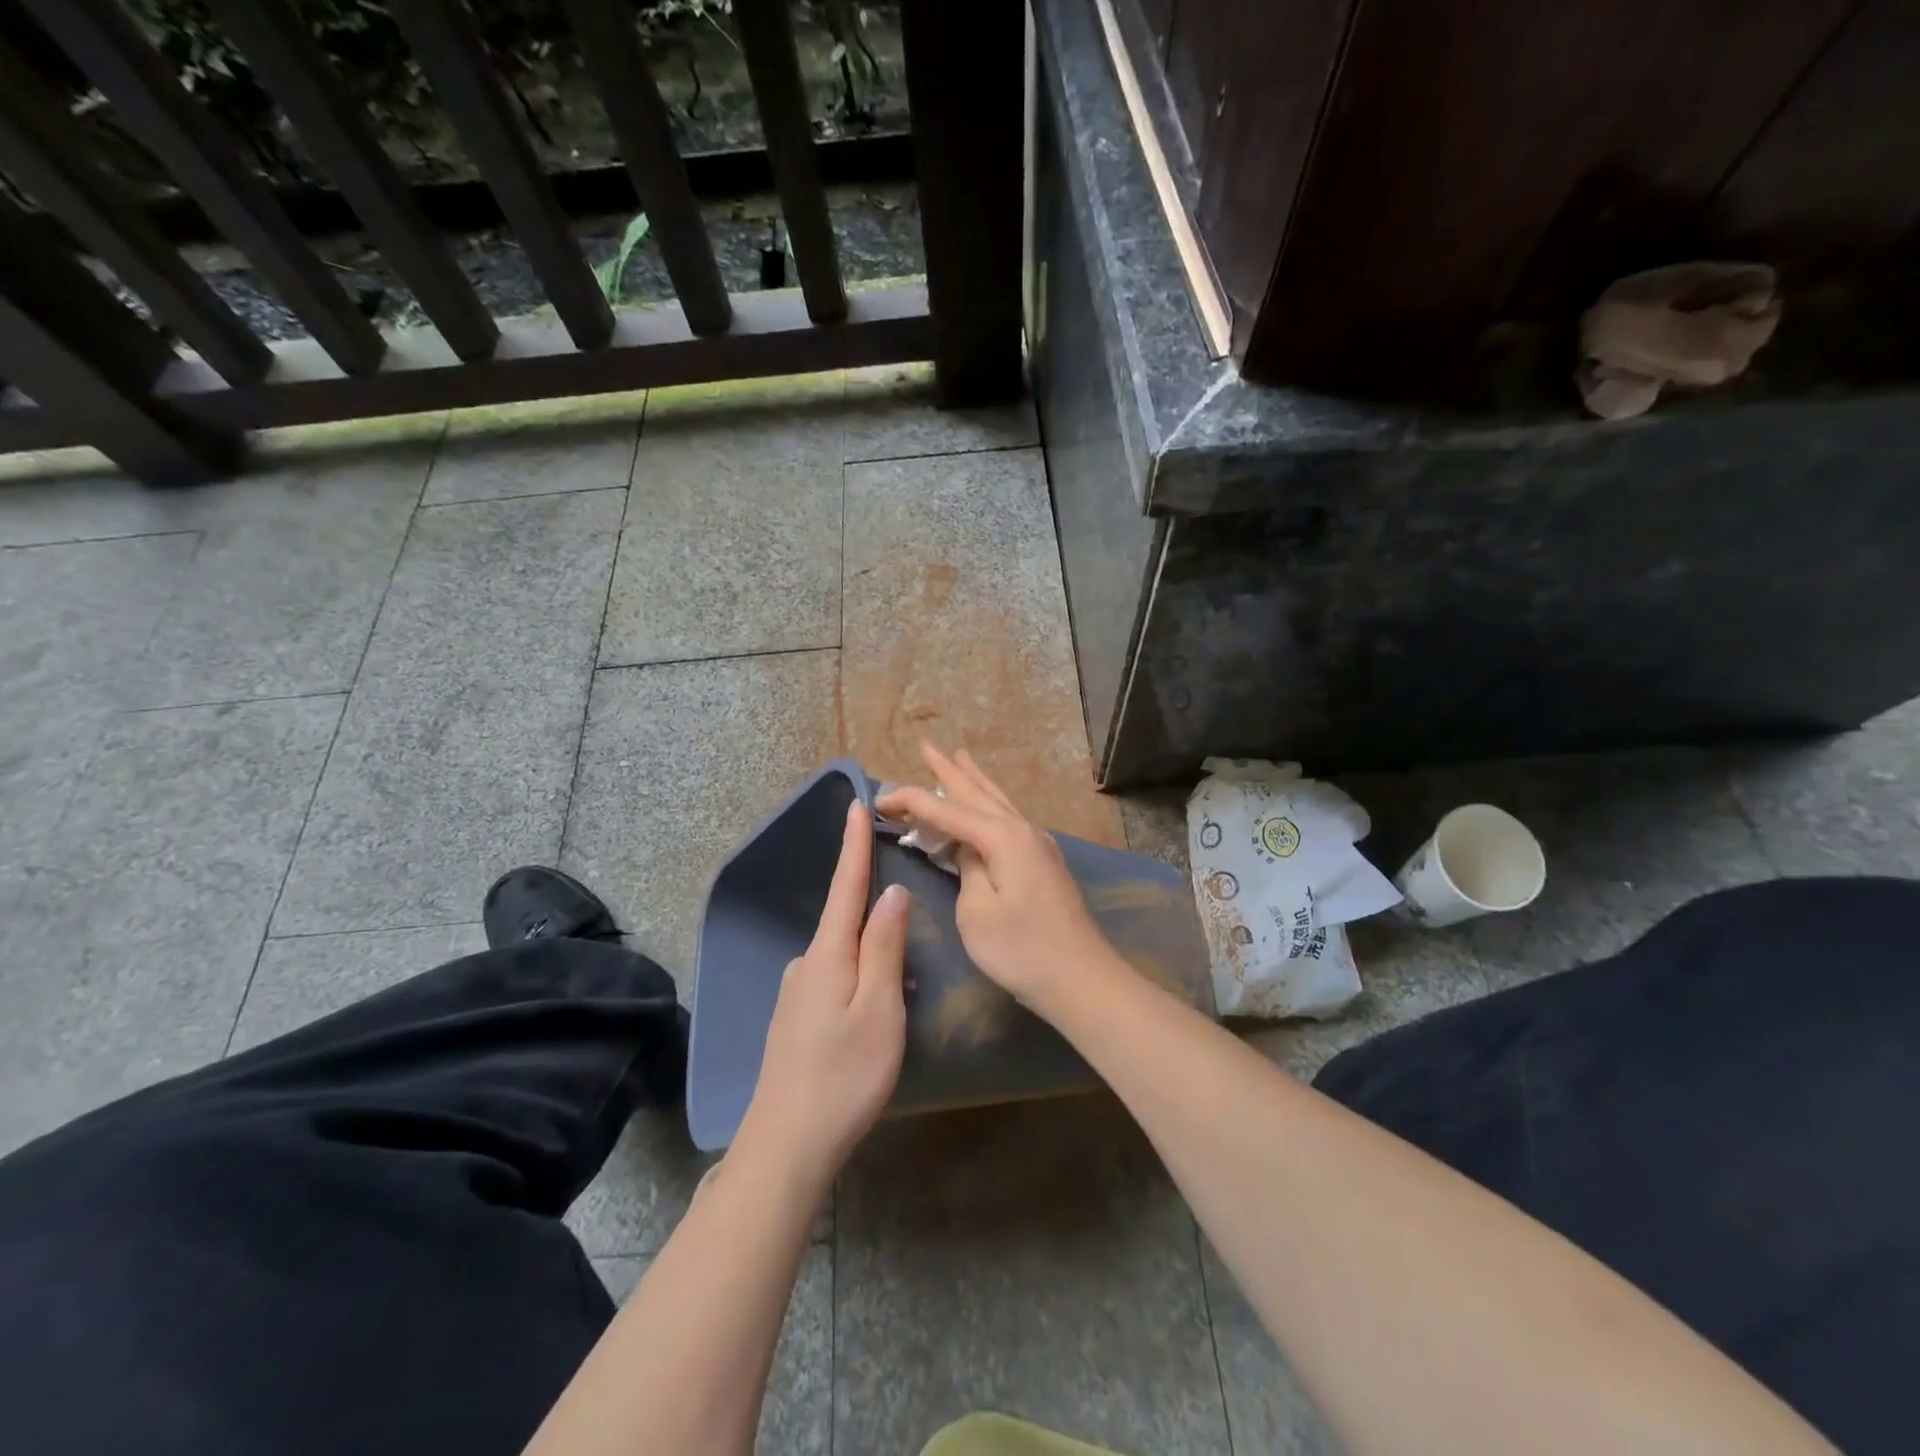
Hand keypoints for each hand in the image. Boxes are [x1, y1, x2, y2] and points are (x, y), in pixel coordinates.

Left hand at [737, 800, 909, 1181]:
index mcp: (828, 954)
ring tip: (901, 983)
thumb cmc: (844, 1074)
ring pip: (843, 957)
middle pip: (845, 921)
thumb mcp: (879, 1008)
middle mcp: (806, 964)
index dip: (853, 845)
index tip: (855, 804)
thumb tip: (890, 893)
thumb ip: (884, 947)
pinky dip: (858, 979)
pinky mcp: (795, 1020)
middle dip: (873, 908)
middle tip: (909, 917)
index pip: (846, 886)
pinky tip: (872, 1009)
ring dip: (870, 954)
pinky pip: (834, 981)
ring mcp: (796, 994)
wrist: (787, 1144)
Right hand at [876, 745, 1115, 1010]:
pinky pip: (1009, 818)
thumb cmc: (1021, 949)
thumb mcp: (976, 912)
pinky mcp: (1044, 862)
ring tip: (959, 758)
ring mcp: (1038, 844)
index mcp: (1002, 837)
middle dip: (949, 771)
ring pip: (998, 801)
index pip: (946, 810)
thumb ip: (966, 870)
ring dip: (974, 781)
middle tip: (927, 747)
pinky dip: (990, 804)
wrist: (1082, 979)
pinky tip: (989, 805)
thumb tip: (968, 850)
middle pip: (977, 793)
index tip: (879, 798)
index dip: (911, 801)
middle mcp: (1022, 830)